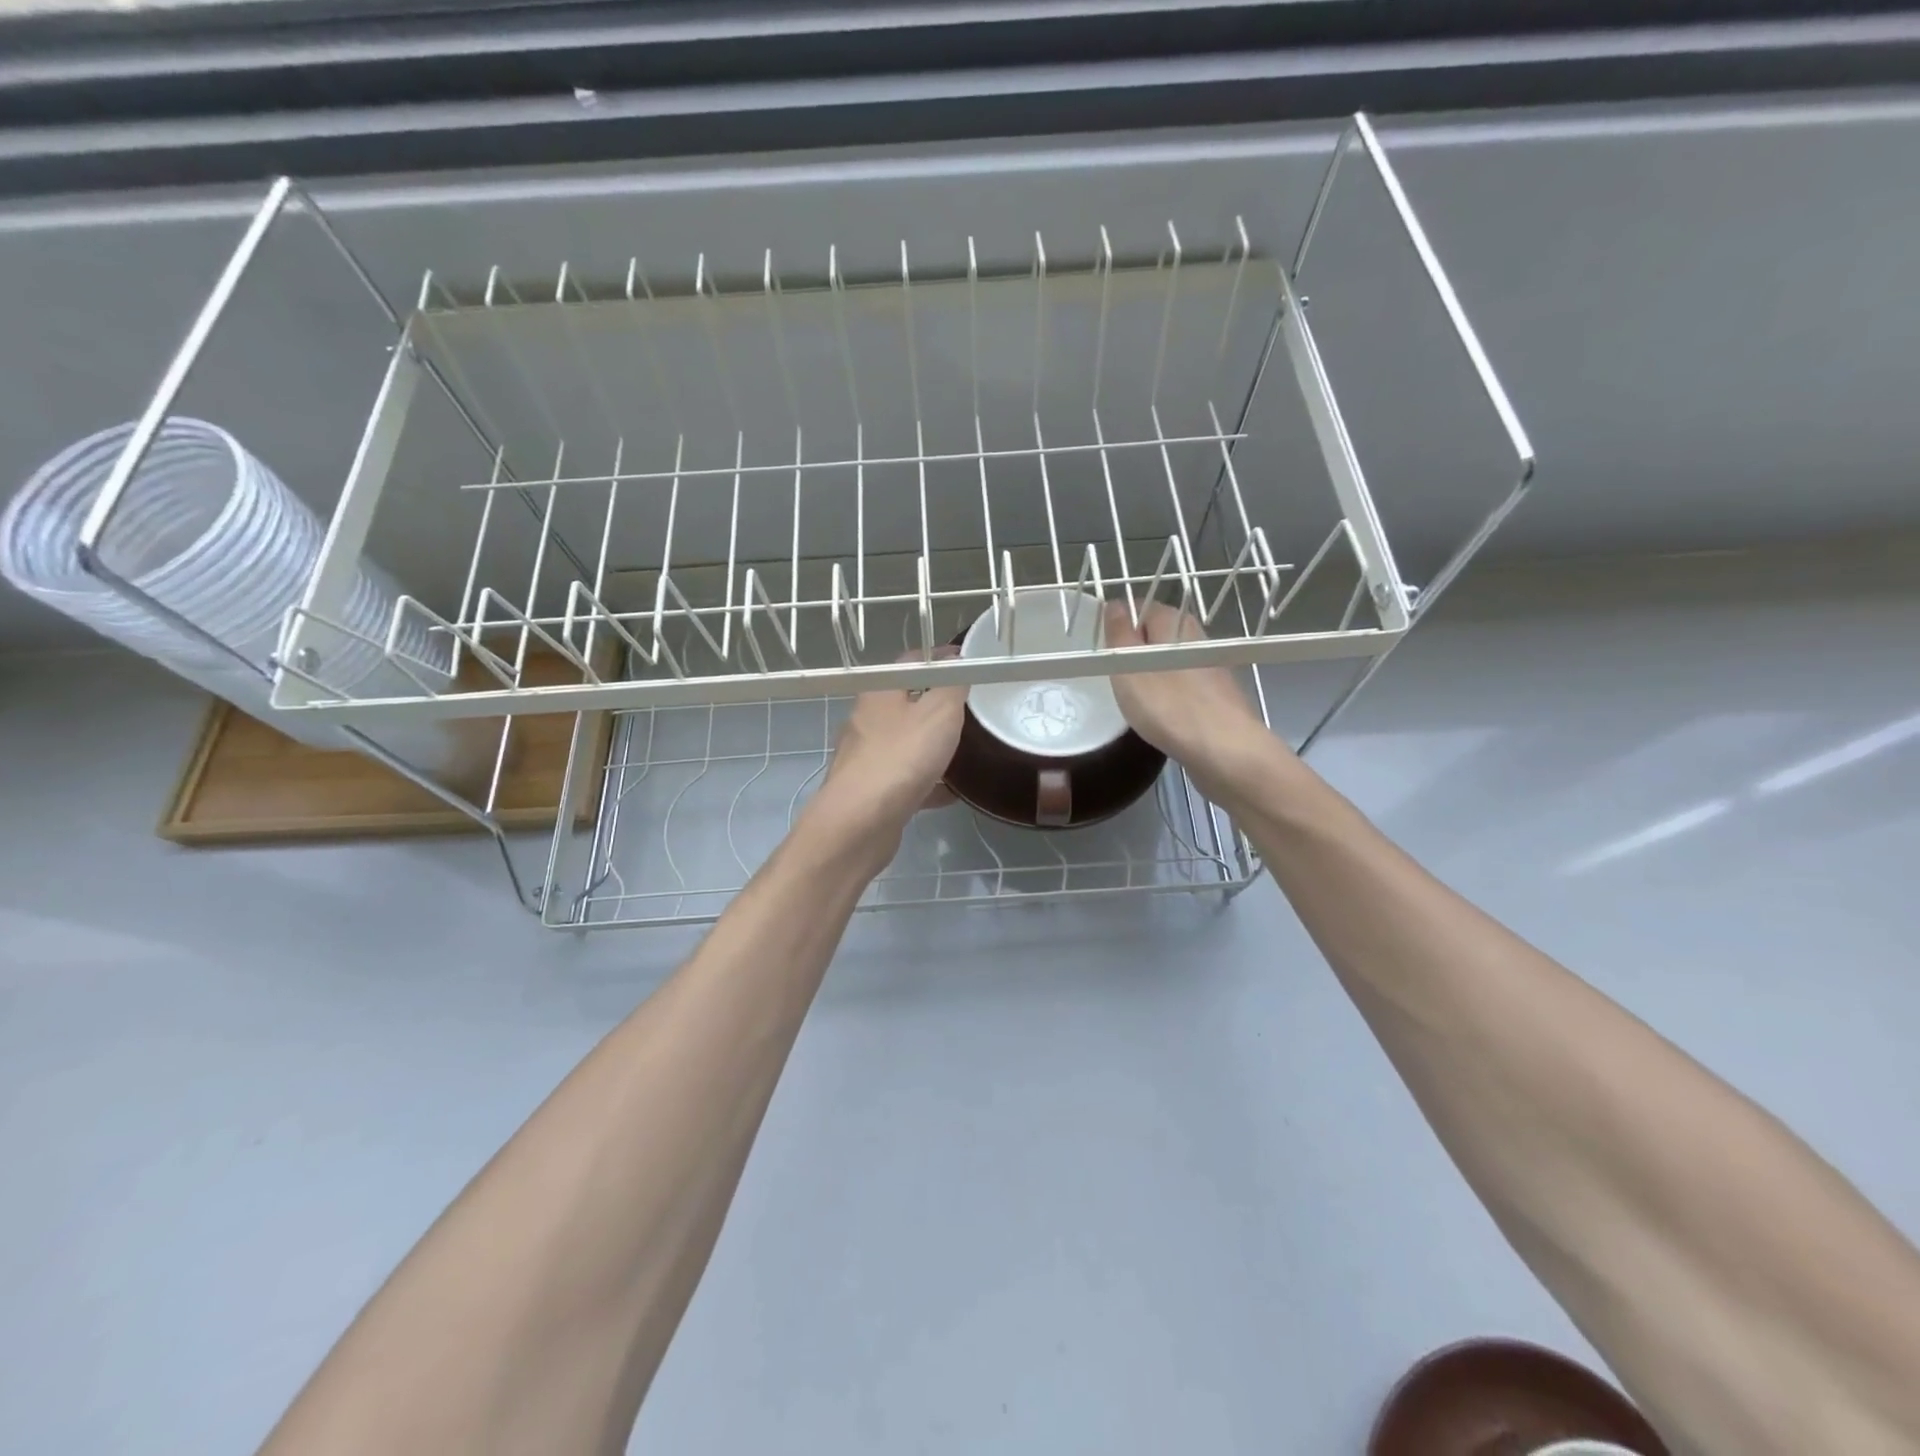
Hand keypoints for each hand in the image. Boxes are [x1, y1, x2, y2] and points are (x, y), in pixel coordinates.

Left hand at [814, 651, 965, 850]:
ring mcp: (866, 759)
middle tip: (971, 710)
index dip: (940, 660)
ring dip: (931, 746)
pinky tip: (952, 793)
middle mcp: (867, 721)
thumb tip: (958, 665)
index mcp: (879, 692)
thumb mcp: (940, 711)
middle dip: (936, 705)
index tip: (967, 664)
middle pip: (906, 704)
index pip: (911, 663)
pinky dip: (928, 782)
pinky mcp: (871, 792)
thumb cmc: (901, 757)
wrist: (859, 822)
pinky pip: (906, 780)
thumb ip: (952, 686)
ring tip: (966, 750)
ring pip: (905, 744)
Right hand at [1103, 600, 1279, 793]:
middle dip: (1135, 652)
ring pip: (1171, 663)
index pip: (1142, 607)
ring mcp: (1211, 669)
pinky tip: (1161, 716)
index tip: (1105, 649)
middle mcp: (1196, 639)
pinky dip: (1169, 696)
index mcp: (1175, 623)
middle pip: (1158, 636)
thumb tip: (1115, 604)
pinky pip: (1184, 687)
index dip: (1120, 624)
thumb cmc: (1169, 705)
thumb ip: (1119, 633)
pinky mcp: (1218, 697)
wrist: (1226, 751)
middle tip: (1115, 676)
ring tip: (1134, 699)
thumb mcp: (1129, 666)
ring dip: (1152, 676)